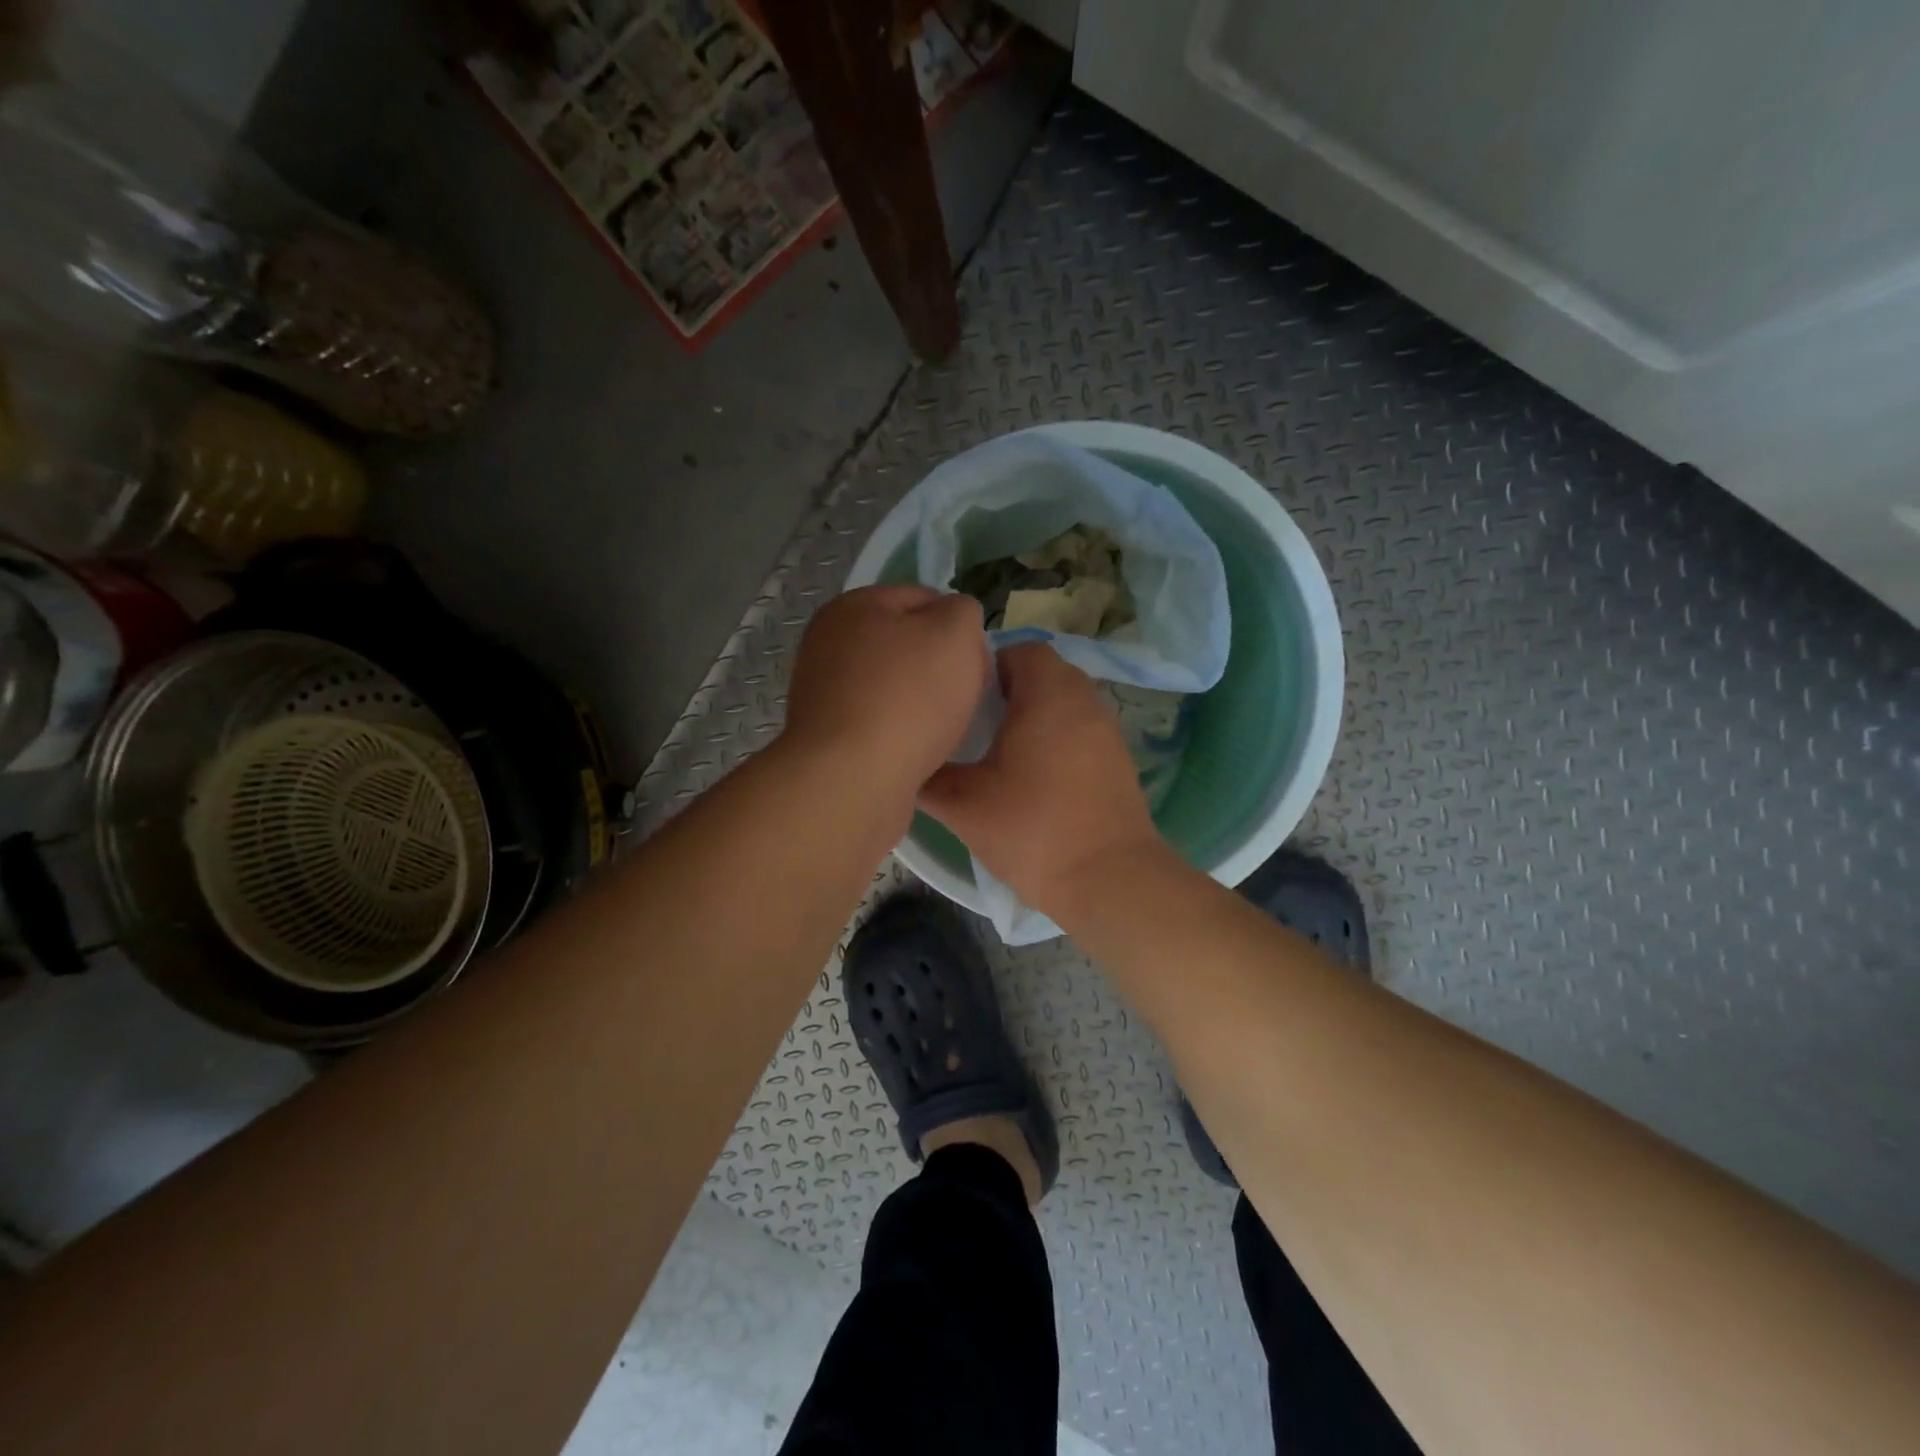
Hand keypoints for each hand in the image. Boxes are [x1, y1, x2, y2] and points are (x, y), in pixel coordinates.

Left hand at [783, 585, 988, 797]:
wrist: (852, 781)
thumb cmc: (908, 698)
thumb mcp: (956, 633)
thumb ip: (963, 611)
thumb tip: (952, 621)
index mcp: (854, 606)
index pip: (922, 599)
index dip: (959, 627)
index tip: (977, 663)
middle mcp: (828, 643)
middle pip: (905, 643)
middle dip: (940, 666)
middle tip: (965, 696)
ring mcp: (821, 691)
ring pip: (892, 685)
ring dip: (921, 701)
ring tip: (944, 728)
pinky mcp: (826, 735)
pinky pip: (877, 721)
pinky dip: (899, 730)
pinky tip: (917, 749)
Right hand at [918, 642, 1169, 915]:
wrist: (1109, 880)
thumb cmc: (1032, 830)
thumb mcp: (963, 804)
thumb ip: (927, 777)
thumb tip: (909, 762)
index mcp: (1049, 693)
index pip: (1017, 649)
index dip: (984, 665)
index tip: (959, 697)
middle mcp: (1084, 699)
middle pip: (1041, 673)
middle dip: (1005, 691)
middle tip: (971, 722)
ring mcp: (1106, 729)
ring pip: (1061, 702)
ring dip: (1031, 716)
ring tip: (996, 750)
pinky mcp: (1117, 759)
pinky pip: (1078, 729)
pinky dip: (1054, 739)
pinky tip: (1031, 776)